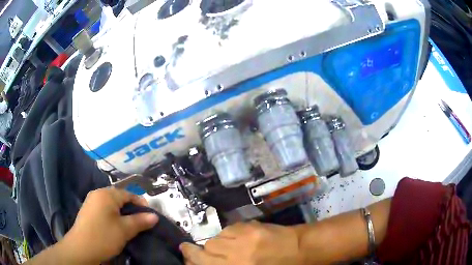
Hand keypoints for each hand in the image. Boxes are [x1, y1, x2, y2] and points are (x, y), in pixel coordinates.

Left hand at [58, 188, 158, 263]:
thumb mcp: (125, 230)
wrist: (81, 248)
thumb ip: (140, 221)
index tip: (150, 215)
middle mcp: (97, 193)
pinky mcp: (87, 211)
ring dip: (122, 212)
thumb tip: (155, 216)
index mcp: (106, 194)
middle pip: (119, 197)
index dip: (141, 203)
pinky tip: (115, 226)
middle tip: (140, 221)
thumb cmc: (104, 236)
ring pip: (111, 204)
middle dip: (131, 208)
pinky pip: (104, 209)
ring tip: (129, 225)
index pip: (128, 193)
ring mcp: (90, 202)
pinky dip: (112, 215)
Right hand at [180, 221, 302, 264]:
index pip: (202, 262)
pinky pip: (229, 229)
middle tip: (202, 252)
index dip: (190, 258)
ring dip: (218, 243)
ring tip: (230, 247)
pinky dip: (229, 234)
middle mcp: (235, 256)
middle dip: (201, 251)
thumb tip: (208, 260)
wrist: (300, 250)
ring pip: (216, 238)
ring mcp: (243, 240)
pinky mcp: (250, 227)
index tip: (185, 253)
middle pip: (205, 250)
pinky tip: (240, 238)